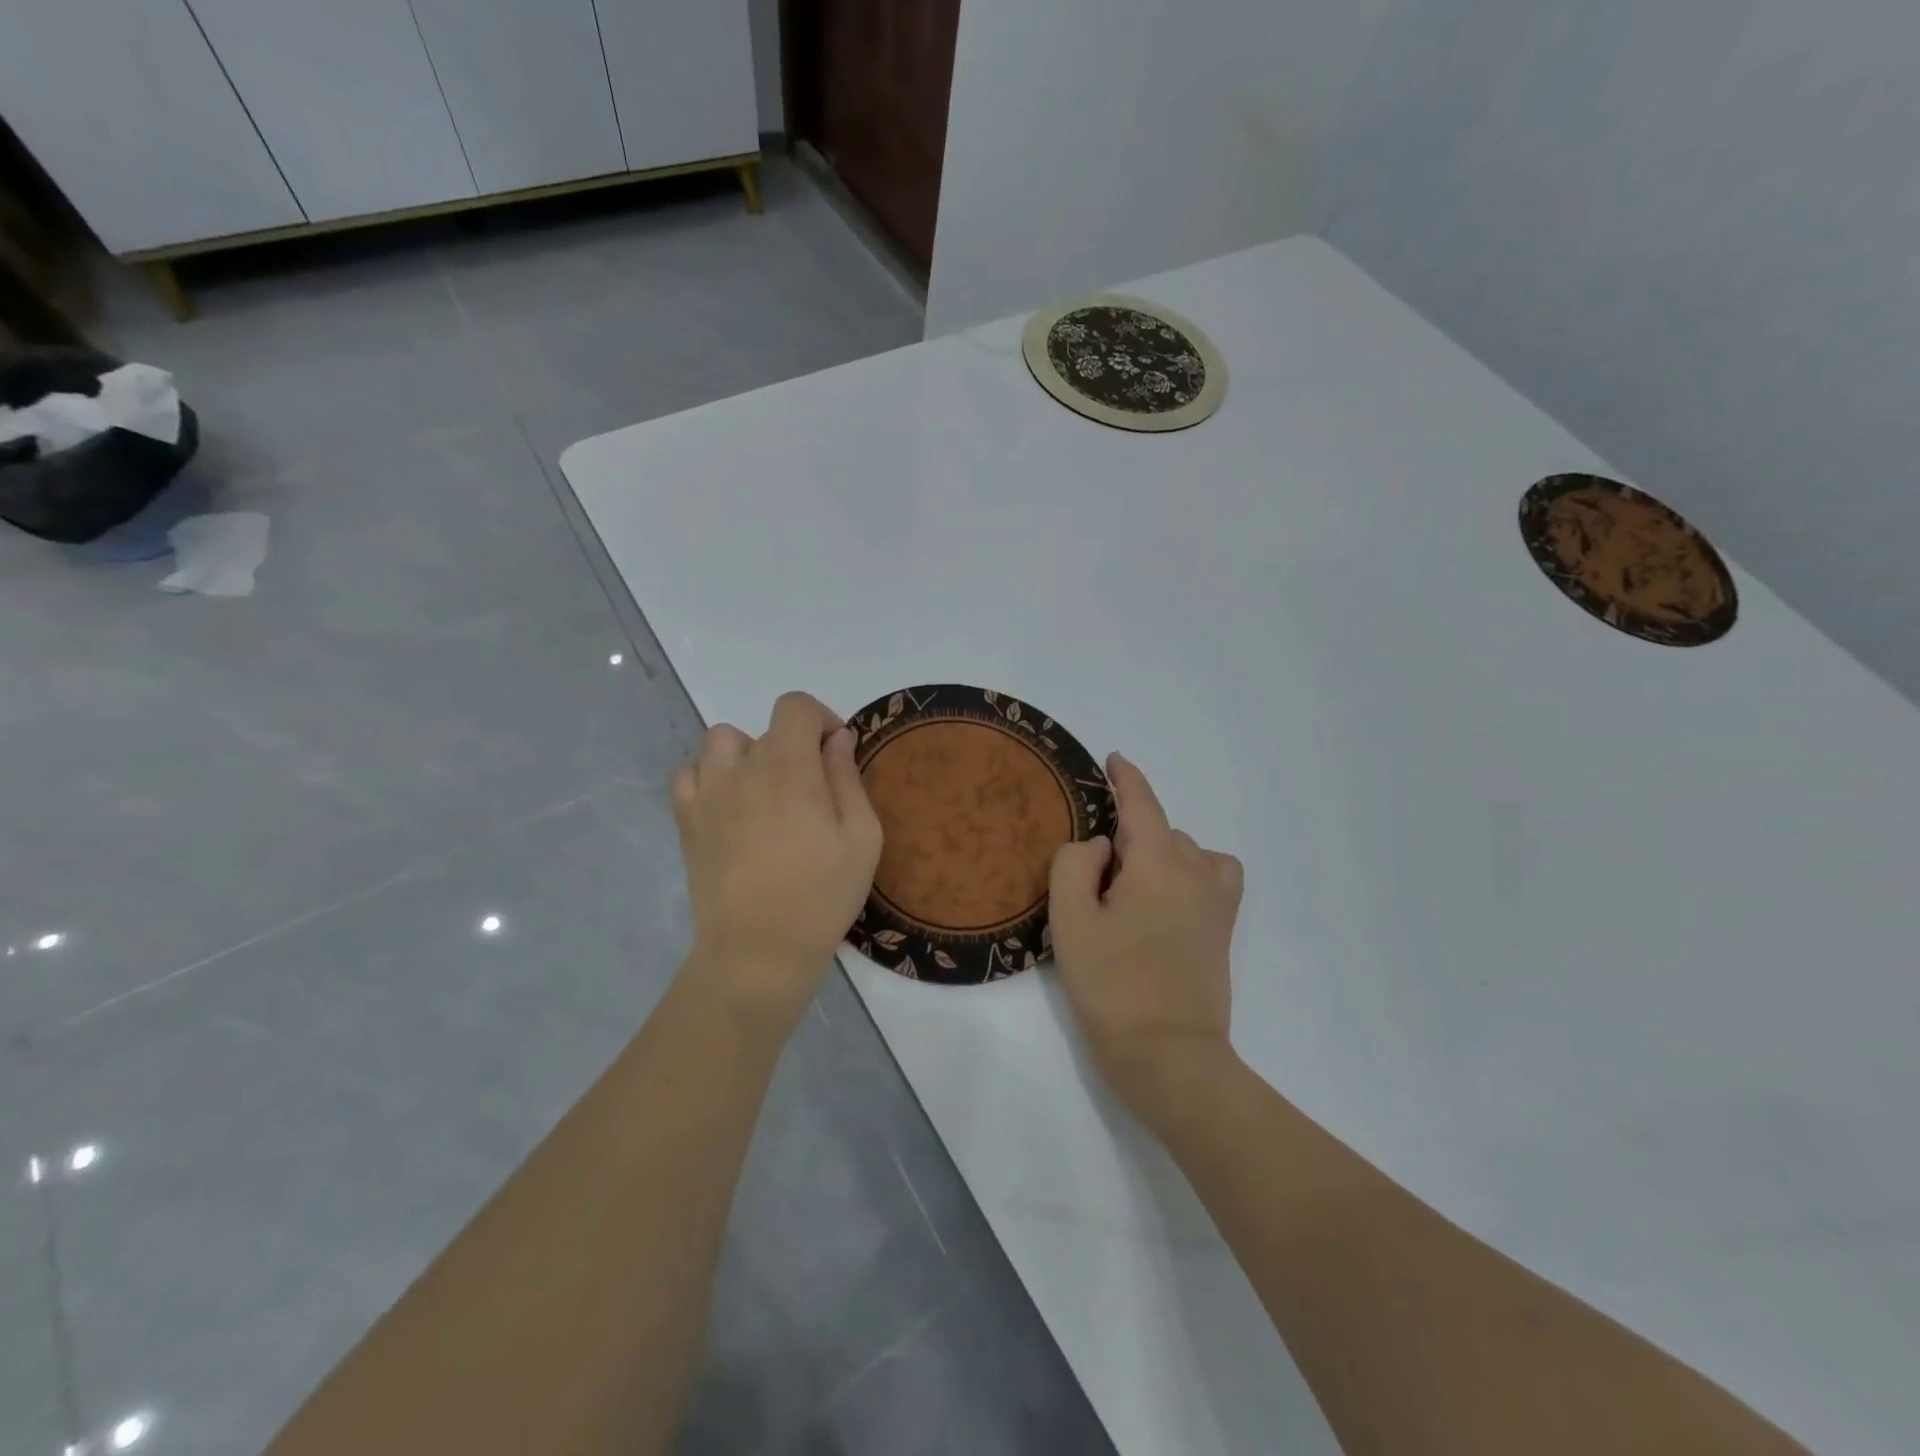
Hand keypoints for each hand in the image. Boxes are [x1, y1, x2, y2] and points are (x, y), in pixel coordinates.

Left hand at [671, 692, 882, 1032]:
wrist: (758, 951)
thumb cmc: (821, 895)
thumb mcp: (861, 837)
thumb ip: (848, 778)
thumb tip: (837, 739)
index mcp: (789, 766)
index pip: (795, 706)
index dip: (821, 718)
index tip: (835, 752)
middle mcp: (742, 767)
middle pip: (766, 728)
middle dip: (794, 747)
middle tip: (810, 791)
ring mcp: (707, 793)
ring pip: (721, 742)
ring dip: (747, 754)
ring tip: (765, 792)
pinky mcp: (686, 821)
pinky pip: (687, 775)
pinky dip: (707, 776)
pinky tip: (729, 805)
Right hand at [1049, 753, 1244, 1126]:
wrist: (1168, 1055)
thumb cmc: (1111, 985)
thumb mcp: (1070, 921)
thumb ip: (1075, 864)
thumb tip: (1102, 847)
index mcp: (1157, 862)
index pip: (1142, 803)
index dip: (1127, 777)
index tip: (1114, 759)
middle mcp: (1195, 871)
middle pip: (1160, 830)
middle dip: (1128, 837)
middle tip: (1093, 878)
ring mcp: (1216, 902)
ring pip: (1186, 851)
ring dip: (1158, 854)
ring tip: (1129, 889)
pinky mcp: (1224, 929)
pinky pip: (1215, 875)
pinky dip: (1193, 870)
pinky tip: (1170, 896)